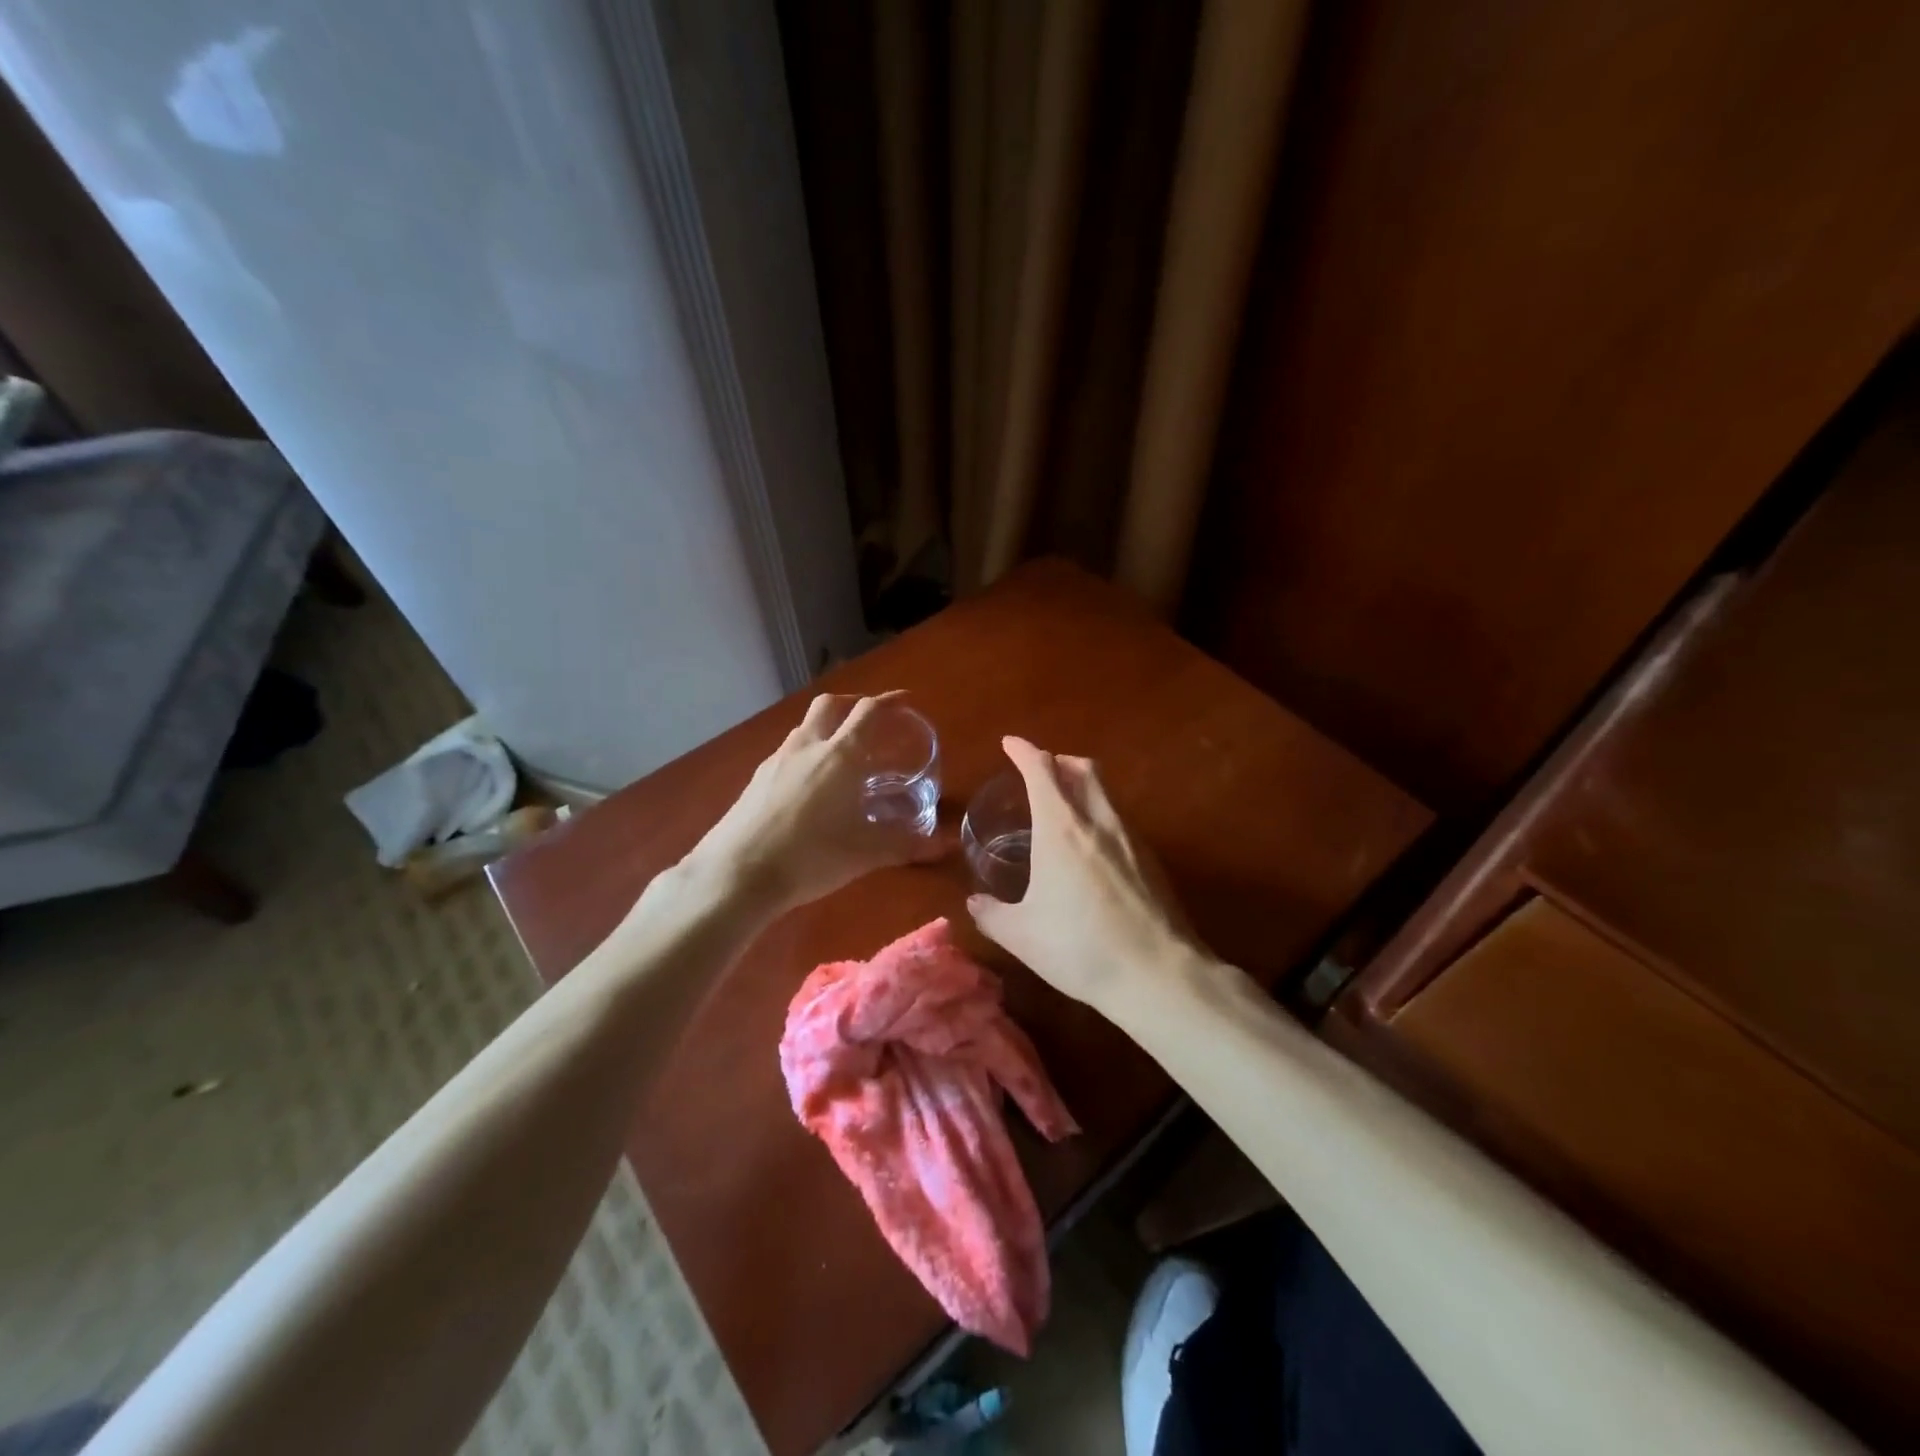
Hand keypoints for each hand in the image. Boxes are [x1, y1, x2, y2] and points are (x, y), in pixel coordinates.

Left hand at [686, 691, 944, 912]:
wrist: (736, 874)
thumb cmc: (810, 857)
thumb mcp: (865, 854)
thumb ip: (907, 846)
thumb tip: (947, 846)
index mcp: (839, 756)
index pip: (868, 712)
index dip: (889, 701)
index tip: (905, 701)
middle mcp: (807, 747)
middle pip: (830, 705)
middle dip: (853, 704)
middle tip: (871, 720)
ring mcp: (776, 761)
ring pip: (805, 728)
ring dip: (827, 729)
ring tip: (842, 754)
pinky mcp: (756, 779)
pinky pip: (787, 752)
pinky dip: (806, 753)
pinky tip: (810, 785)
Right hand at [965, 736, 1205, 1017]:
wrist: (1158, 974)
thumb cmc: (1079, 947)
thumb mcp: (1021, 935)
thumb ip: (992, 914)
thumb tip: (975, 903)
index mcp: (1061, 828)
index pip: (1041, 769)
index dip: (1023, 751)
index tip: (1010, 744)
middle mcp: (1098, 822)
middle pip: (1083, 768)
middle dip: (1059, 761)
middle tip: (1041, 772)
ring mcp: (1132, 839)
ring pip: (1106, 793)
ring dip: (1083, 787)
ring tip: (1064, 810)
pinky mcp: (1152, 861)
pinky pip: (1120, 821)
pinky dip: (1101, 817)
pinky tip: (1093, 851)